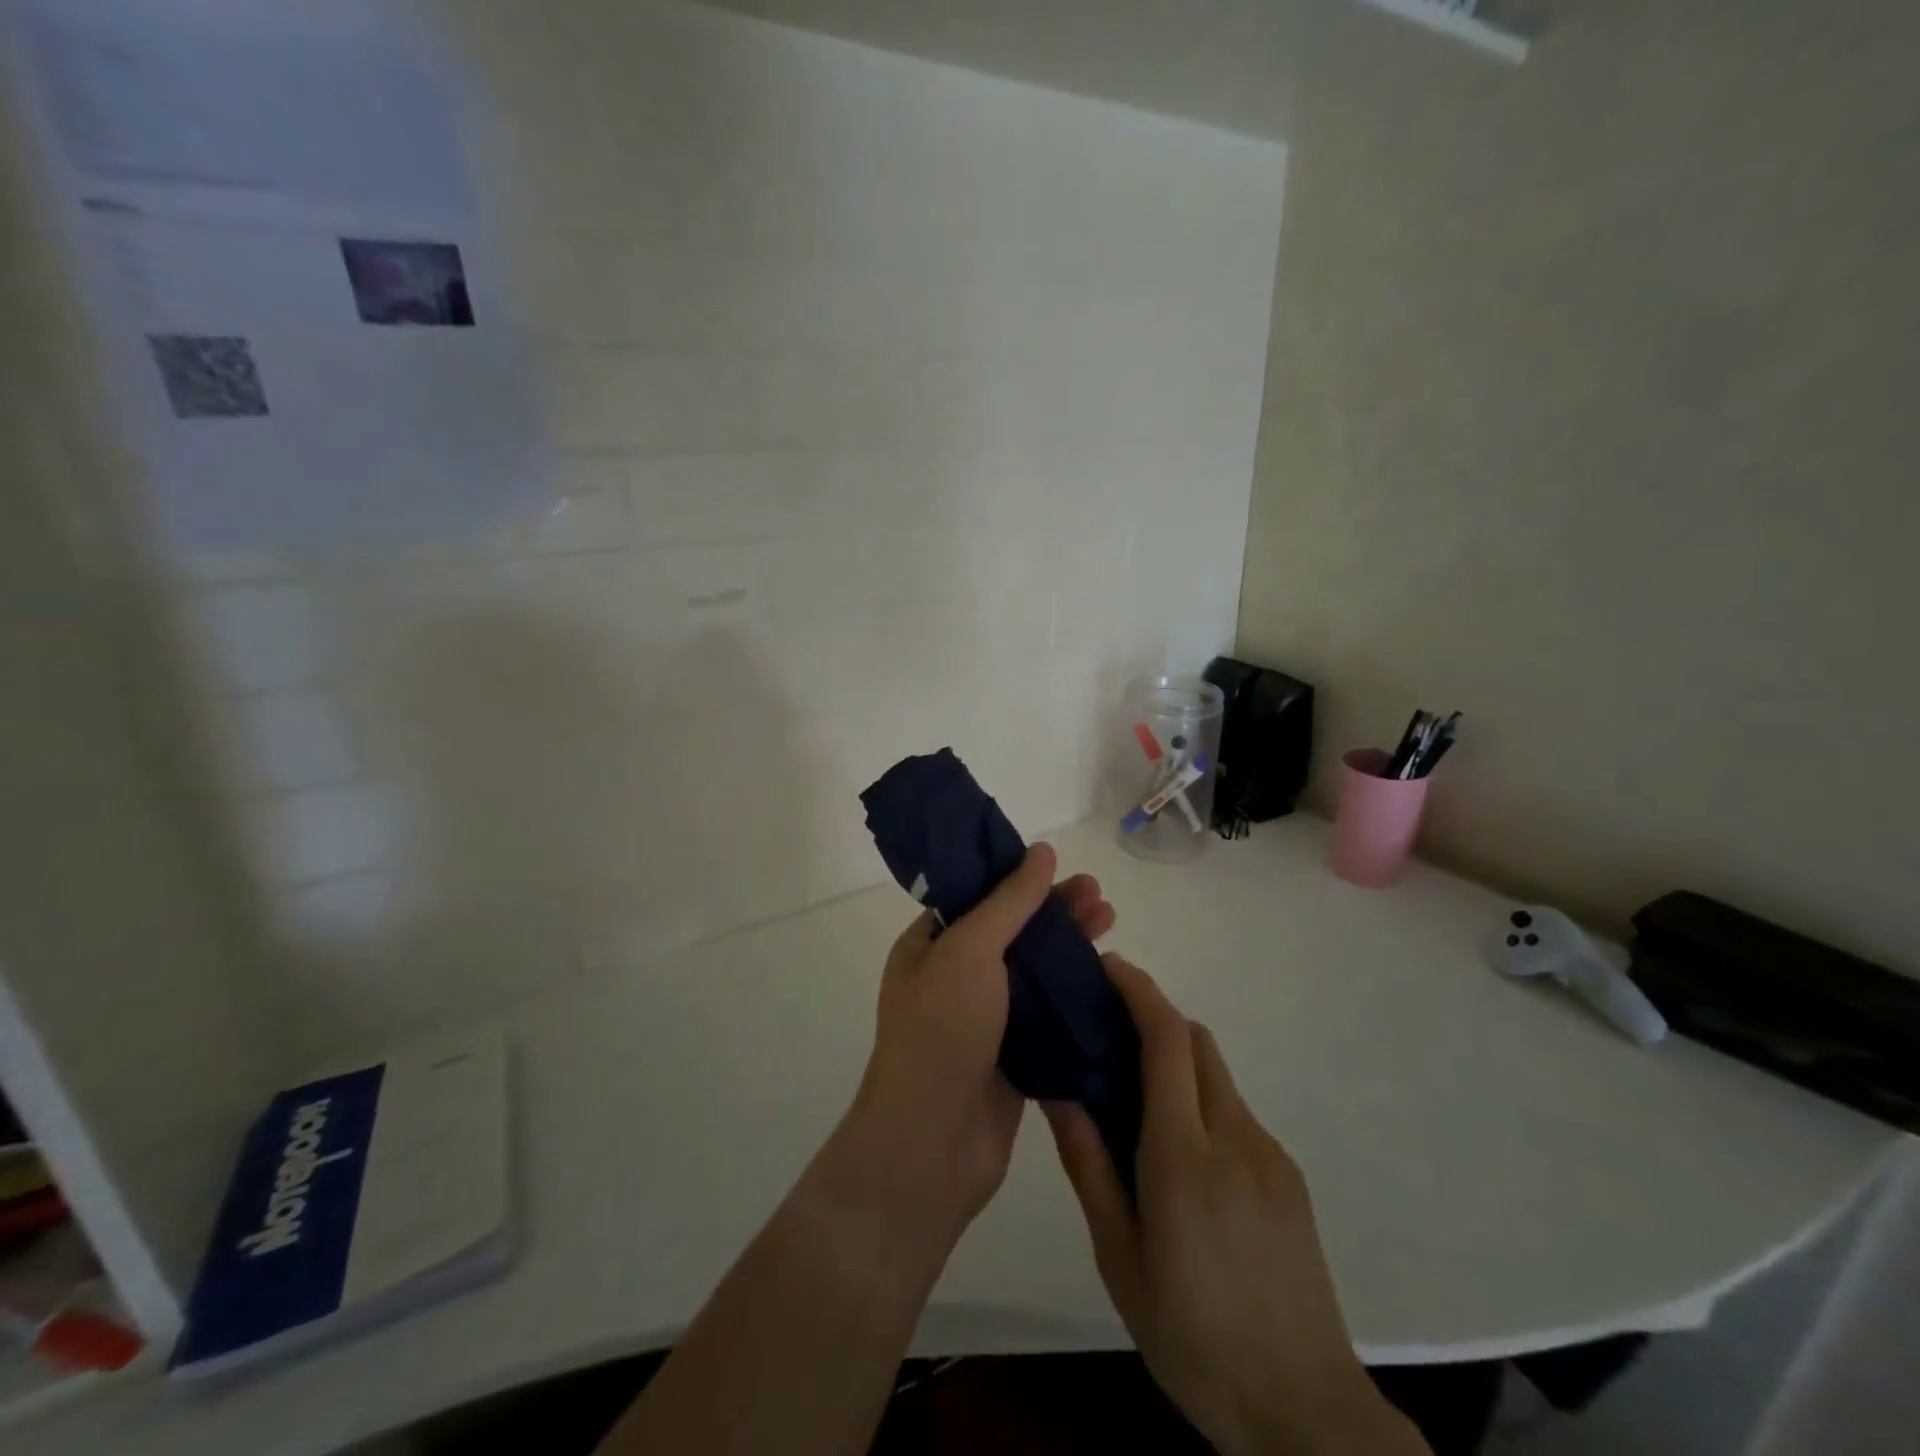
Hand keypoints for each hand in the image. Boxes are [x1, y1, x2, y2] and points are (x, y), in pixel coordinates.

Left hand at [838, 845, 1115, 1245]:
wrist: (931, 1144)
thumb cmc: (941, 1031)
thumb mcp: (969, 951)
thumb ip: (1008, 902)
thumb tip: (1041, 850)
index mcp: (930, 946)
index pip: (977, 897)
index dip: (1017, 878)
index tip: (1059, 865)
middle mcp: (954, 978)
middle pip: (1012, 931)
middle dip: (1055, 911)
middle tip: (1100, 896)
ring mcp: (984, 1020)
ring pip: (1034, 972)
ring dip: (1070, 948)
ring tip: (1111, 924)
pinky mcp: (1013, 1057)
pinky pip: (1047, 1015)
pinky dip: (1074, 995)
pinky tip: (1108, 979)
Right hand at [1045, 956, 1426, 1455]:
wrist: (1303, 1410)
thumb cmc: (1193, 1337)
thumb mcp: (1120, 1259)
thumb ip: (1089, 1166)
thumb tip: (1059, 1092)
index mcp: (1184, 1157)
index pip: (1166, 1040)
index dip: (1139, 990)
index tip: (1109, 966)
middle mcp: (1234, 1137)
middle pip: (1196, 1041)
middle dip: (1153, 1016)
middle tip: (1107, 1029)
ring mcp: (1269, 1154)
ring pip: (1215, 1074)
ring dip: (1175, 1061)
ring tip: (1134, 1099)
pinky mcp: (1288, 1174)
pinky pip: (1234, 1111)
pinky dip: (1200, 1101)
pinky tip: (1180, 1154)